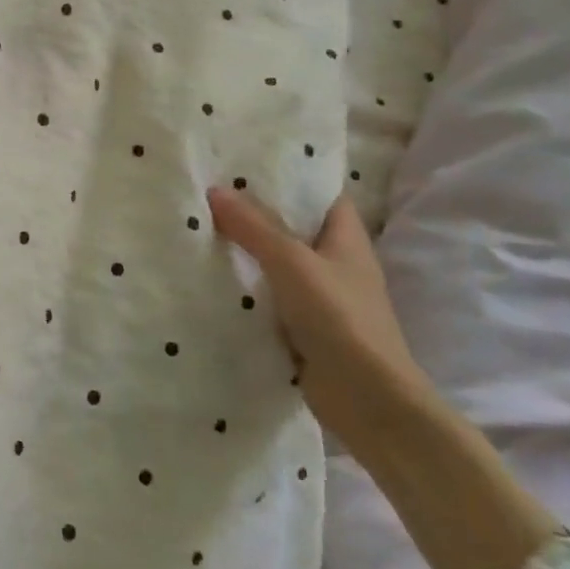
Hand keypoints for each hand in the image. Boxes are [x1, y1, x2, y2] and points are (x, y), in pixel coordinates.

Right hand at [207, 190, 425, 451]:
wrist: (369, 401)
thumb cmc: (340, 319)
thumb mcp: (292, 263)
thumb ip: (254, 227)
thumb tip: (215, 190)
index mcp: (347, 239)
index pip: (321, 196)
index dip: (291, 179)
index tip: (247, 166)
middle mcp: (336, 264)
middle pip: (294, 229)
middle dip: (256, 215)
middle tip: (210, 194)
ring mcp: (321, 299)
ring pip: (278, 265)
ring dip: (248, 254)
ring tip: (201, 230)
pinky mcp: (305, 330)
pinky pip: (270, 299)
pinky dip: (247, 290)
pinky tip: (212, 280)